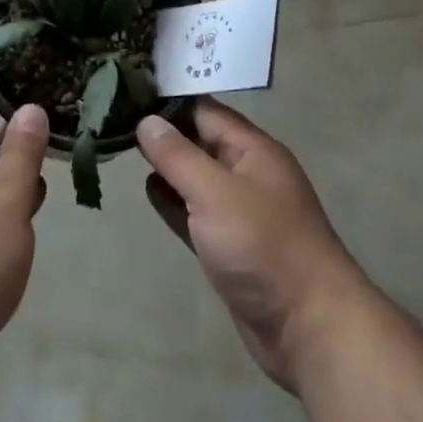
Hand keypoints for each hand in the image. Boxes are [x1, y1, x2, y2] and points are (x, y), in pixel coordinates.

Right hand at [139, 101, 370, 392]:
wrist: (308, 329)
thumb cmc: (263, 247)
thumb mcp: (216, 193)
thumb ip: (178, 156)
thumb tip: (147, 121)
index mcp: (253, 149)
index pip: (204, 111)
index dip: (167, 101)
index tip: (126, 93)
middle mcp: (246, 173)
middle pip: (198, 141)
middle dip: (162, 132)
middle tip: (114, 120)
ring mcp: (238, 211)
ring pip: (194, 177)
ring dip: (165, 167)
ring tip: (122, 148)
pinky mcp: (228, 245)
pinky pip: (194, 212)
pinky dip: (173, 201)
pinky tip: (148, 192)